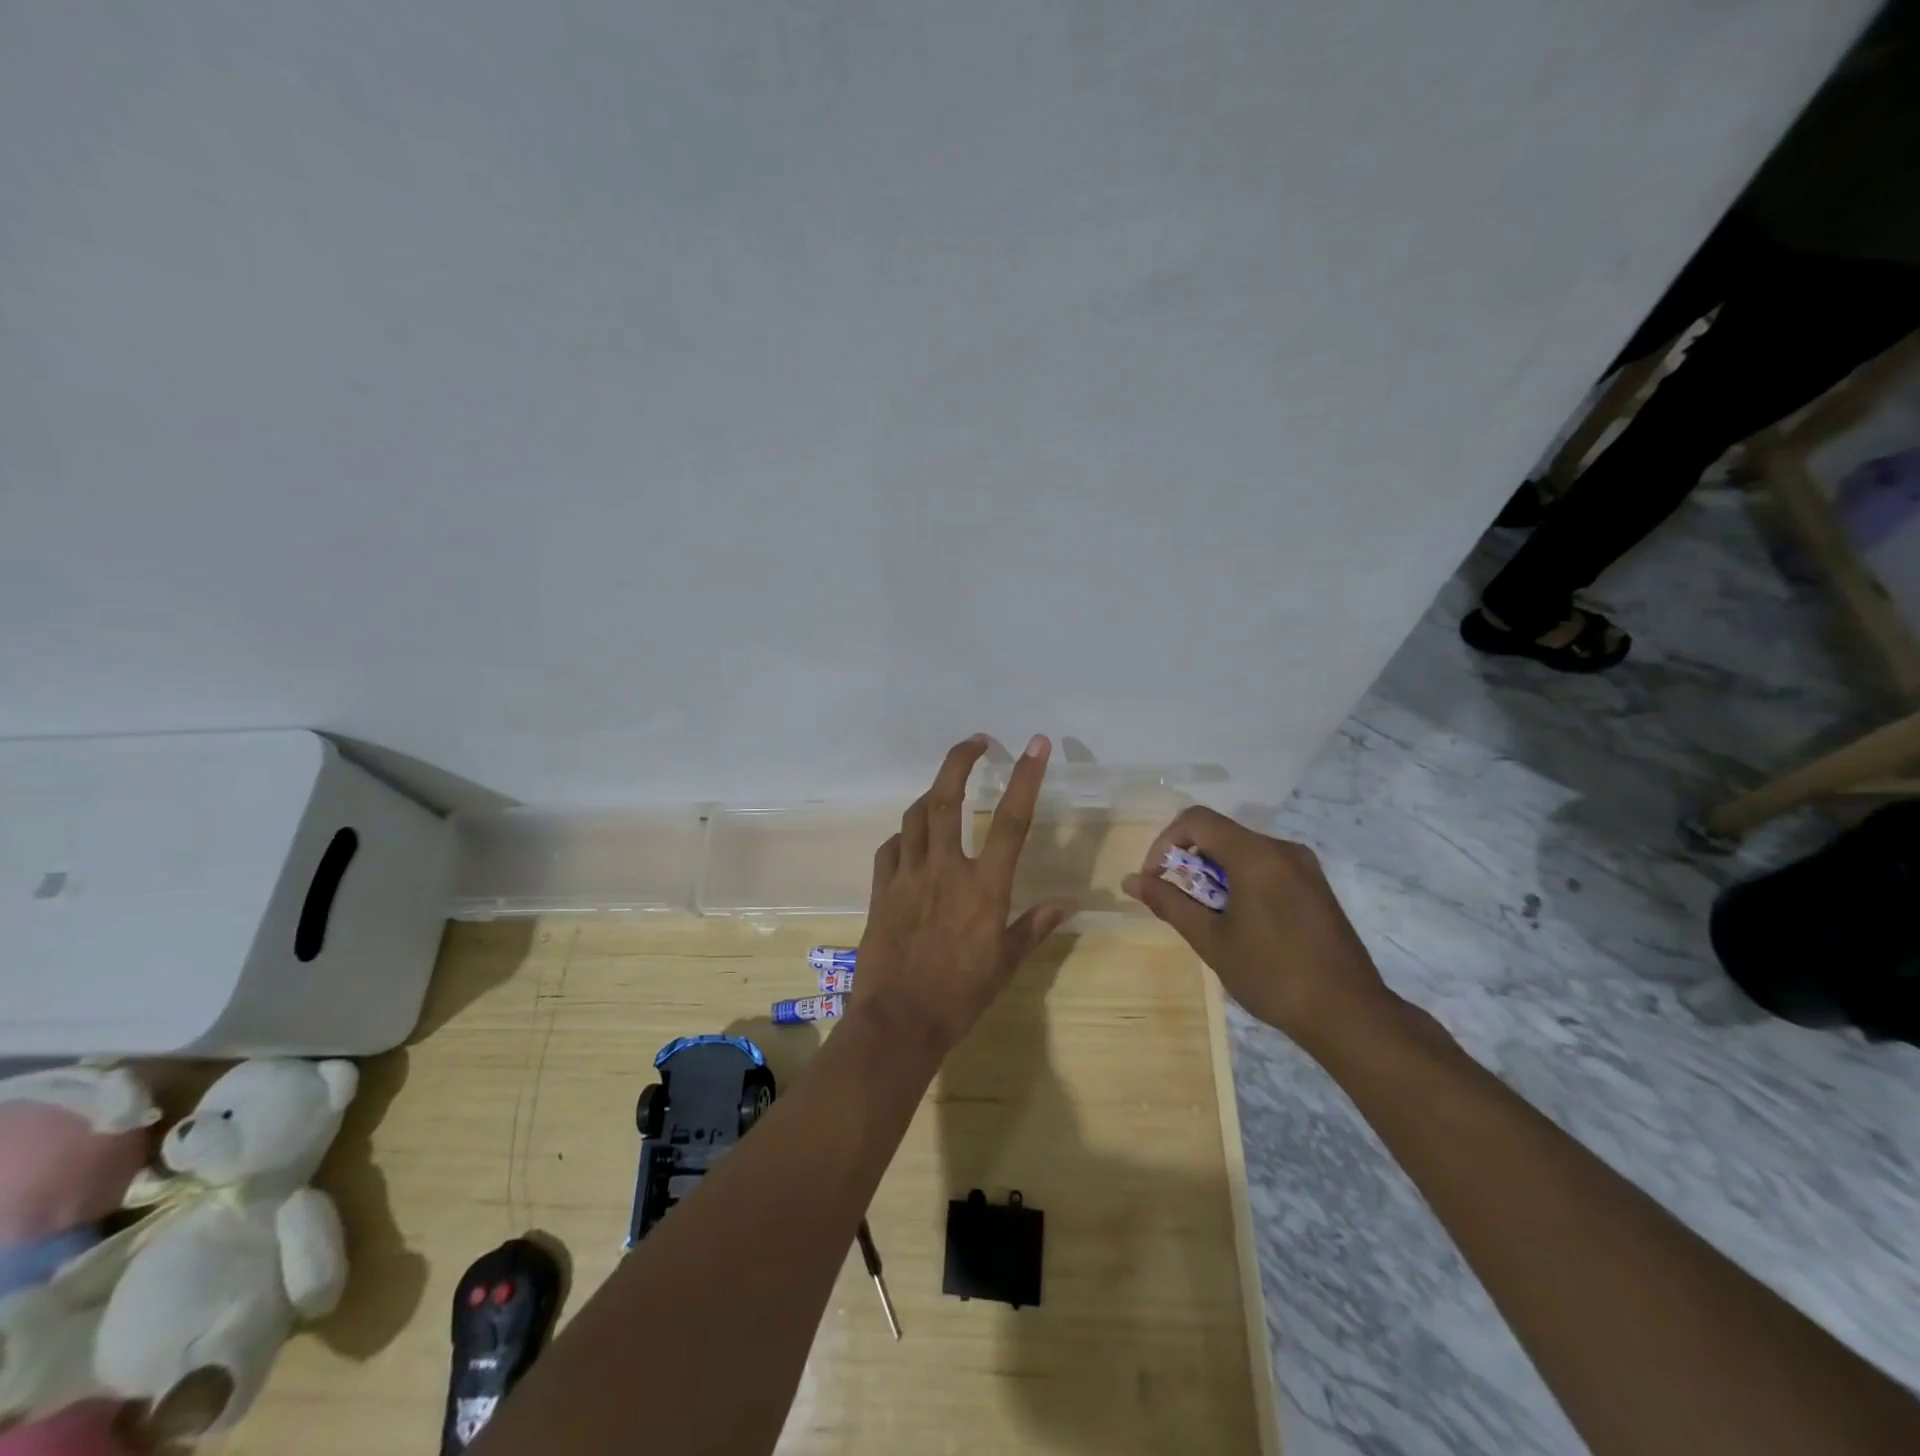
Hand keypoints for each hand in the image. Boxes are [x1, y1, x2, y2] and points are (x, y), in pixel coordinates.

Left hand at [855, 734, 1075, 1055]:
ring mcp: (908, 876)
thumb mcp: (1006, 963)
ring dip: (931, 793)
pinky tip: (911, 838)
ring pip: (915, 816)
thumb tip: (1068, 904)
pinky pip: (891, 848)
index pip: (1011, 821)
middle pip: (946, 800)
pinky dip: (904, 835)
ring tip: (945, 787)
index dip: (1026, 778)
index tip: (1035, 745)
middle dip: (960, 761)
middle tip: (976, 742)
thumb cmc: (961, 995)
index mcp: (984, 886)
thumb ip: (1035, 926)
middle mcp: (945, 869)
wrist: (899, 1021)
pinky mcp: (882, 890)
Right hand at [1122, 807, 1397, 1054]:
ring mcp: (1304, 866)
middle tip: (1179, 902)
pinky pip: (1265, 866)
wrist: (1349, 1014)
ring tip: (1207, 916)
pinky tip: (1239, 921)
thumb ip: (1169, 903)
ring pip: (1242, 850)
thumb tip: (1131, 881)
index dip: (1165, 843)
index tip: (1156, 880)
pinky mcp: (1315, 885)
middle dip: (1189, 861)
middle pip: (1220, 833)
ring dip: (1213, 873)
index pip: (1196, 820)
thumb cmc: (1272, 975)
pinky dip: (1240, 880)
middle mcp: (1282, 849)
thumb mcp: (1211, 940)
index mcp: (1256, 855)